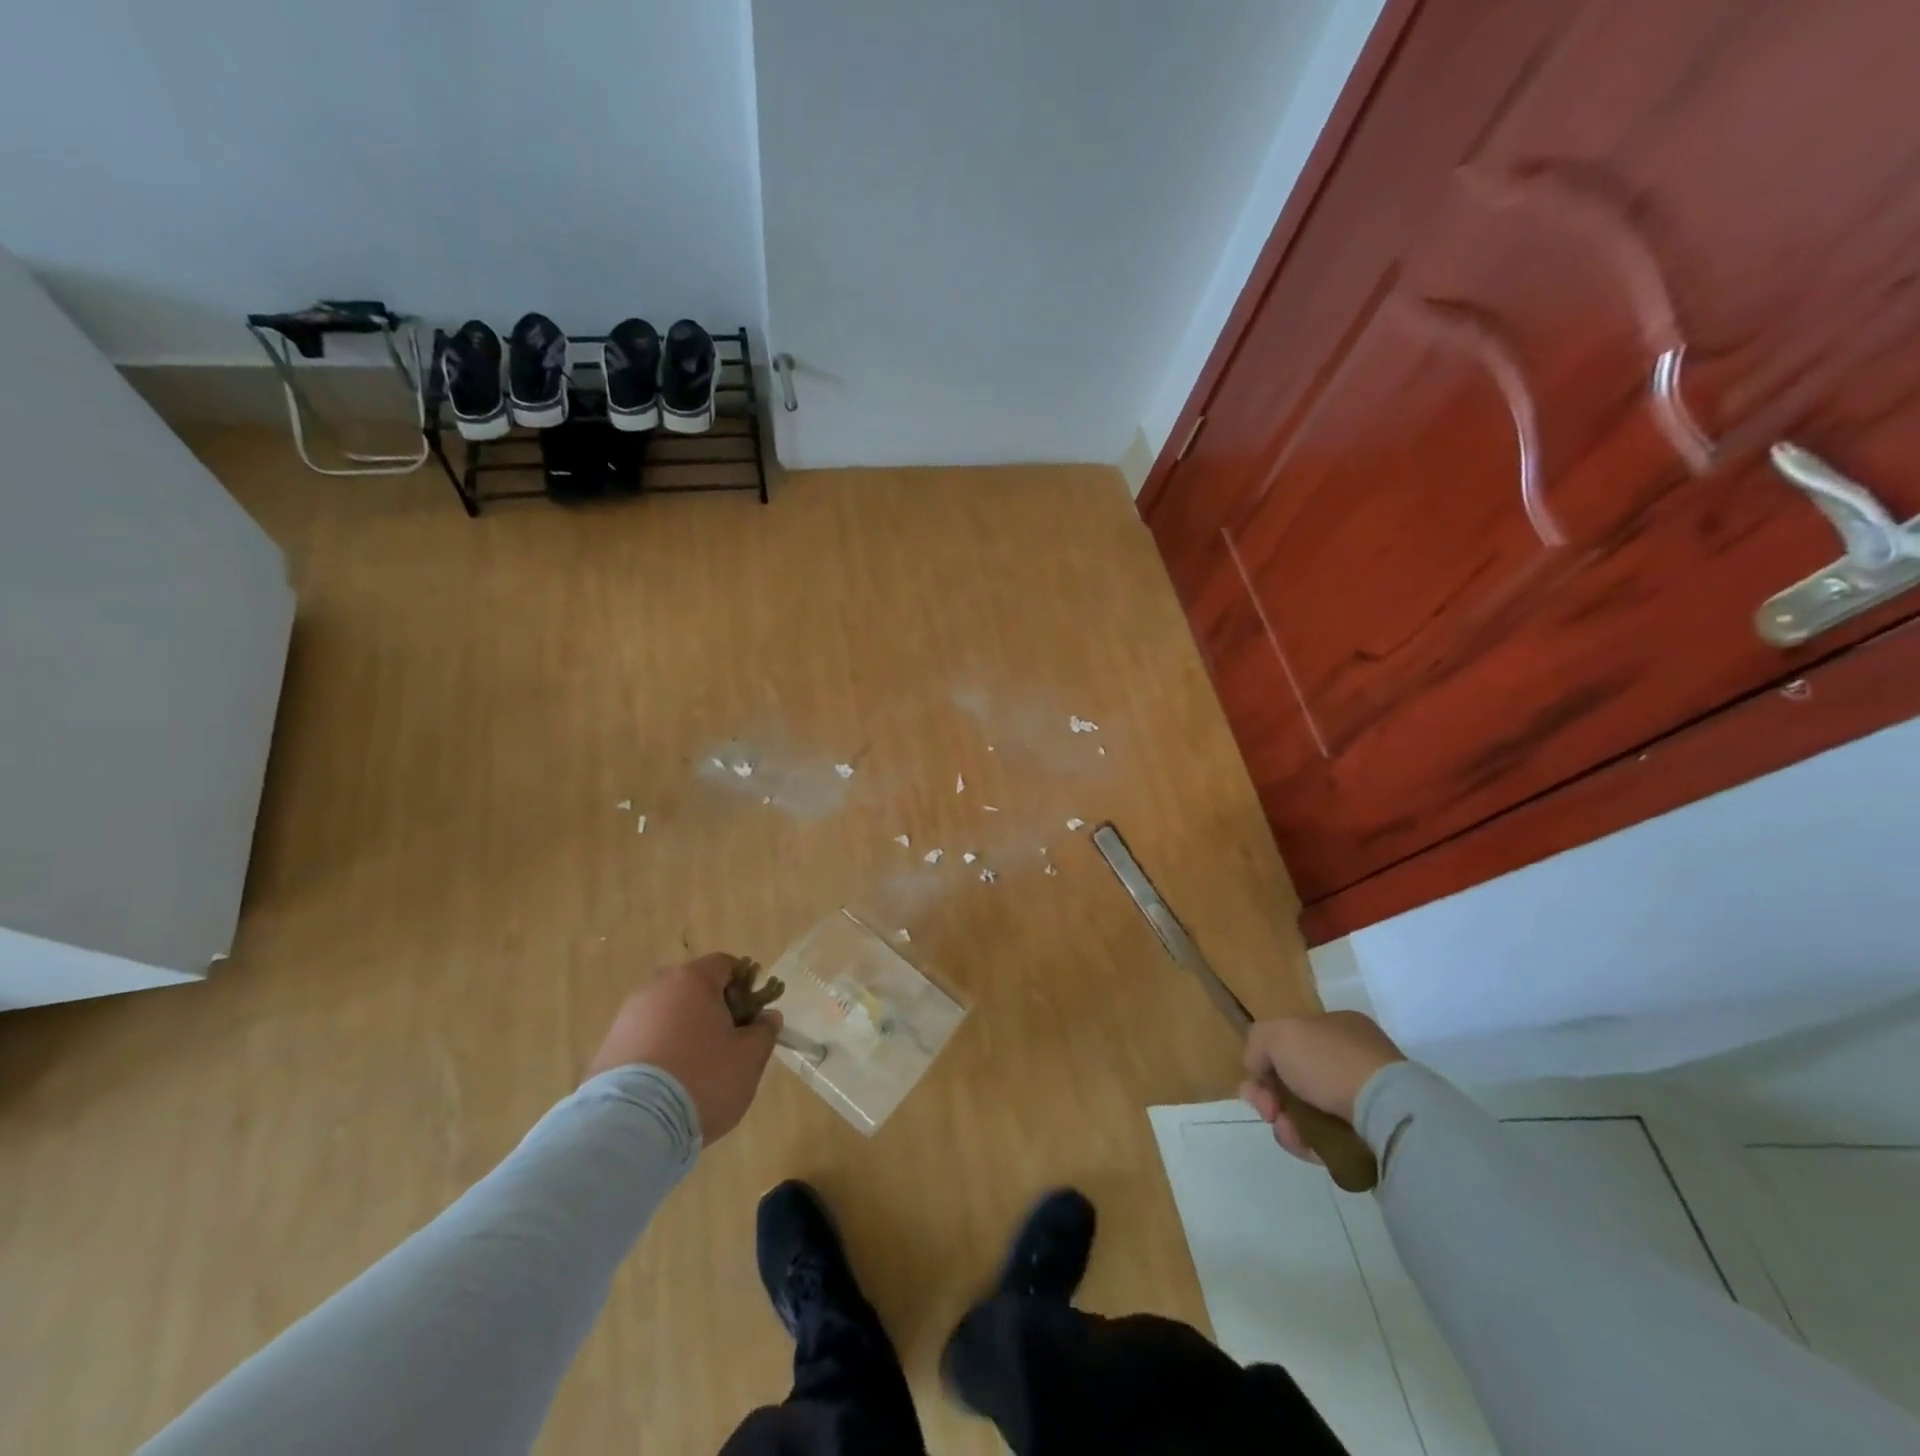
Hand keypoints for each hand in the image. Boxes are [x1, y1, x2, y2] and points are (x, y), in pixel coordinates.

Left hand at [584, 953, 780, 1142]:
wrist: (631, 1126)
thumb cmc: (702, 1079)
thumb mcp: (749, 1058)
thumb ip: (764, 1031)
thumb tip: (767, 1017)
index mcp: (692, 980)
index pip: (725, 964)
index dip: (745, 985)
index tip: (753, 1015)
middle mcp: (655, 988)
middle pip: (693, 988)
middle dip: (714, 1010)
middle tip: (729, 1044)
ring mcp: (625, 1019)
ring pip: (667, 1015)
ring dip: (684, 1032)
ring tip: (696, 1071)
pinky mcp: (606, 1050)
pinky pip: (644, 1041)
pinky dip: (660, 1054)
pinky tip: (668, 1086)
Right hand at [1239, 1011, 1405, 1162]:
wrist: (1387, 1113)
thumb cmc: (1330, 1061)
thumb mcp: (1277, 1034)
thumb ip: (1257, 1043)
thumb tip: (1257, 1070)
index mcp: (1337, 1026)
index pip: (1291, 1041)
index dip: (1267, 1061)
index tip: (1256, 1081)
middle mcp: (1353, 1057)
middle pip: (1296, 1078)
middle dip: (1273, 1096)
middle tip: (1267, 1111)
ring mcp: (1366, 1098)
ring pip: (1309, 1111)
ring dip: (1288, 1123)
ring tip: (1287, 1132)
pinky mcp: (1373, 1135)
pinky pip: (1328, 1137)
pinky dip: (1310, 1142)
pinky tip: (1304, 1146)